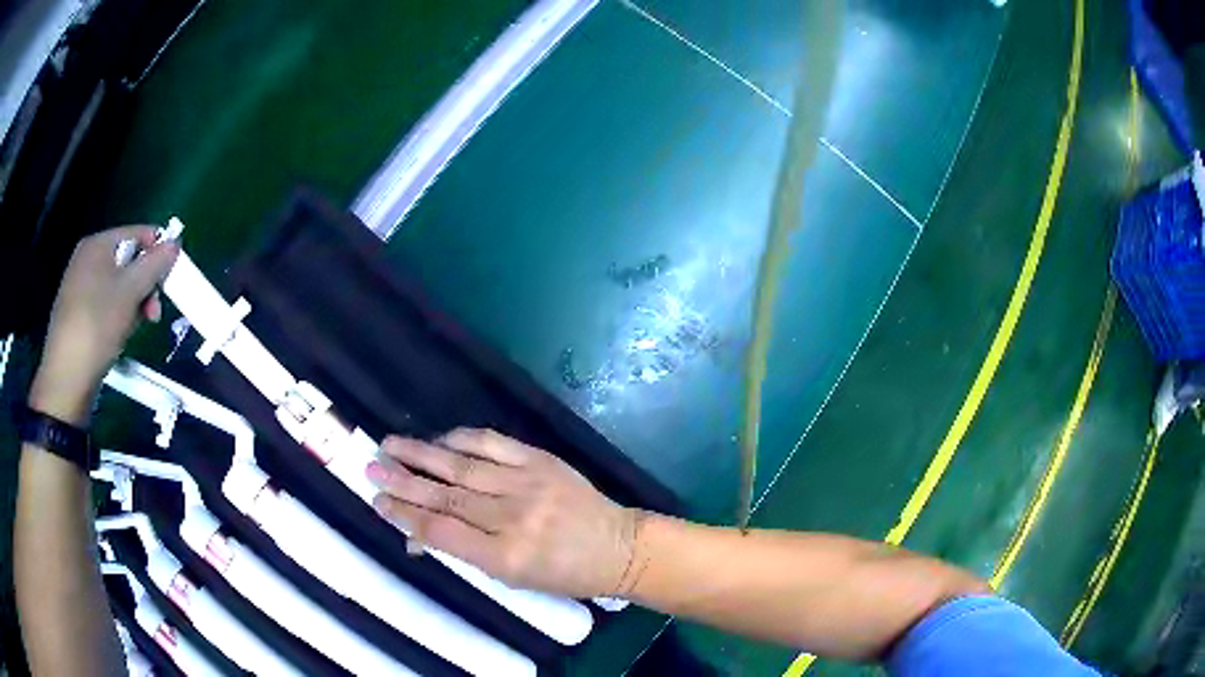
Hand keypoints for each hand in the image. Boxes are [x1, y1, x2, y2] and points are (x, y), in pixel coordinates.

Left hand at [30, 227, 178, 425]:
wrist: (66, 377)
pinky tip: (119, 335)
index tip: (168, 283)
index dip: (157, 254)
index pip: (138, 234)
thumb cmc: (97, 325)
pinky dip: (117, 316)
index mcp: (98, 244)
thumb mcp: (130, 292)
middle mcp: (87, 258)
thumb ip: (154, 264)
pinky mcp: (78, 313)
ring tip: (135, 328)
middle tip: (153, 314)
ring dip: (133, 304)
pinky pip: (105, 304)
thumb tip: (174, 243)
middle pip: (128, 262)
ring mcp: (80, 287)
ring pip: (118, 286)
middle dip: (145, 286)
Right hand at [368, 429, 644, 598]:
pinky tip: (439, 439)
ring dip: (422, 455)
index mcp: (506, 557)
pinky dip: (462, 440)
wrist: (617, 546)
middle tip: (371, 469)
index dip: (405, 516)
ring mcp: (527, 485)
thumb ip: (464, 553)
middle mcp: (513, 519)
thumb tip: (414, 536)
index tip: (378, 502)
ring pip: (462, 468)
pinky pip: (493, 444)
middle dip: (402, 482)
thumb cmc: (563, 574)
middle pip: (445, 497)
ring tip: (389, 446)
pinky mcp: (541, 461)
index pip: (442, 532)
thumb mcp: (513, 579)